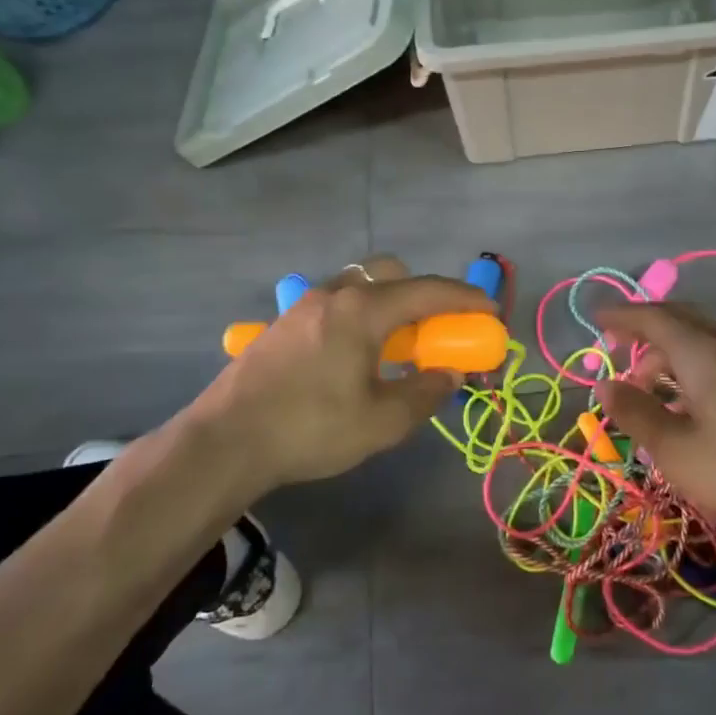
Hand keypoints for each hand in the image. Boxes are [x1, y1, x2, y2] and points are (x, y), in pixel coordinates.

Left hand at [182, 257, 495, 493]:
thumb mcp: (382, 421)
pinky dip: (362, 317)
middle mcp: (335, 294)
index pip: (429, 290)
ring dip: (391, 305)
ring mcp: (304, 306)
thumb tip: (449, 374)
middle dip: (424, 294)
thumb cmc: (311, 428)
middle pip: (392, 273)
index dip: (466, 299)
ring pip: (361, 287)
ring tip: (397, 348)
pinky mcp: (284, 324)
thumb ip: (425, 392)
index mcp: (363, 309)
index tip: (491, 312)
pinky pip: (337, 304)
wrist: (224, 442)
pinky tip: (356, 357)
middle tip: (437, 330)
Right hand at [593, 303, 715, 540]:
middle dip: (646, 328)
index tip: (596, 318)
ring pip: (702, 339)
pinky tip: (687, 401)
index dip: (623, 316)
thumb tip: (605, 385)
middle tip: (619, 346)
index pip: (654, 319)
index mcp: (702, 353)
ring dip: (669, 352)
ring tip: (648, 387)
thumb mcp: (674, 448)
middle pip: (681, 319)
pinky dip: (691, 365)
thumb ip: (636, 413)